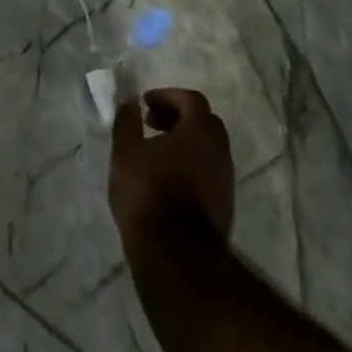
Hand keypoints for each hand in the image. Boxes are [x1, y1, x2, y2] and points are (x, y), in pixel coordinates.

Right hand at [109, 88, 234, 253]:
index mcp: (200, 132)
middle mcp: (220, 151)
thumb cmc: (148, 193)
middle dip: (178, 117)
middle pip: (204, 122)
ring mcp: (226, 180)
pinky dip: (190, 163)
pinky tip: (167, 178)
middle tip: (151, 123)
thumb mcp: (126, 152)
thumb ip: (128, 121)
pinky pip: (209, 171)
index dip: (167, 96)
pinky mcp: (225, 205)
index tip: (145, 104)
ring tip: (156, 152)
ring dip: (185, 142)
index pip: (191, 100)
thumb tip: (131, 102)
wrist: (177, 255)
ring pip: (208, 149)